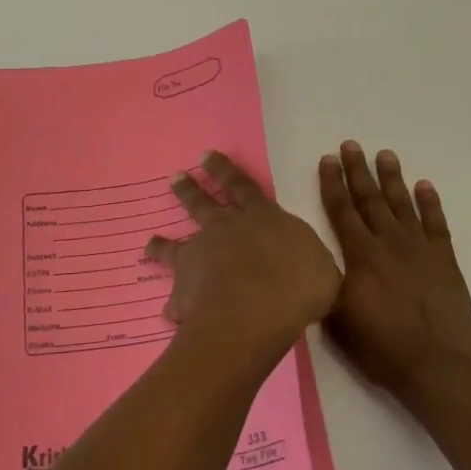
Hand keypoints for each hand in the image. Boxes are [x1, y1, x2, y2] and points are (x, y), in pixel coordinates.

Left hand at [145, 152, 340, 373]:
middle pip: (203, 203)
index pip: (242, 185)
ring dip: (162, 243)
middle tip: (175, 177)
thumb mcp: (320, 268)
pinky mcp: (184, 287)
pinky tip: (169, 314)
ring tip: (149, 244)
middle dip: (190, 189)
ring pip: (175, 244)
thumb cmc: (298, 284)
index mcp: (261, 217)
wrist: (256, 310)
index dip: (224, 170)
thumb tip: (305, 266)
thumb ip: (307, 261)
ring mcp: (200, 255)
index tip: (206, 156)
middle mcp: (225, 228)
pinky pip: (175, 297)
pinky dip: (173, 305)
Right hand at [319, 142, 470, 414]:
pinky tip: (424, 186)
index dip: (332, 183)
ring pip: (402, 205)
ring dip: (392, 178)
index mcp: (360, 256)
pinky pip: (437, 224)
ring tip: (385, 154)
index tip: (328, 159)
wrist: (437, 369)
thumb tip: (316, 259)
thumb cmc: (381, 347)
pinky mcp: (446, 262)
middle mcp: (389, 243)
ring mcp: (421, 250)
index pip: (342, 210)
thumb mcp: (337, 317)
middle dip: (358, 171)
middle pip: (370, 199)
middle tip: (351, 145)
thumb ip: (326, 282)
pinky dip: (430, 203)